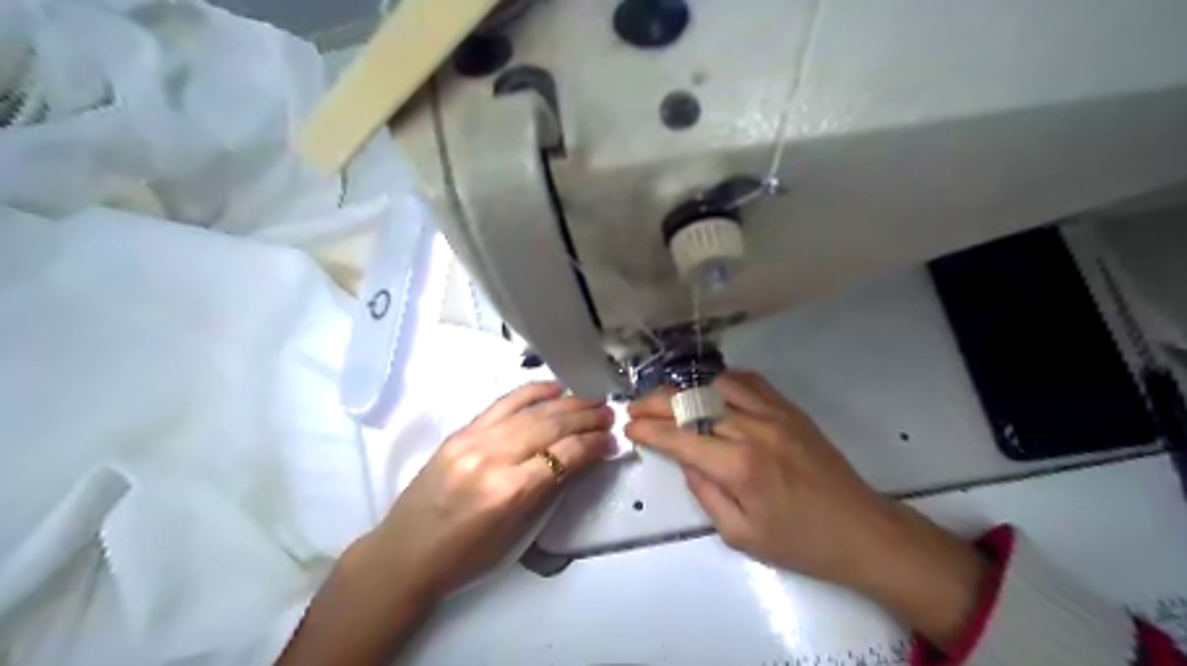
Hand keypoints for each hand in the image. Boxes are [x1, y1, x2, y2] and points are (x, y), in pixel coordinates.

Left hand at [276, 386, 611, 665]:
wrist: (405, 554)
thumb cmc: (465, 557)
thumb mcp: (516, 533)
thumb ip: (550, 490)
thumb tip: (582, 458)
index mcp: (508, 492)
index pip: (564, 456)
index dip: (593, 444)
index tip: (611, 440)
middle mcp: (492, 458)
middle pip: (549, 427)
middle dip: (585, 417)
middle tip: (609, 414)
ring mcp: (473, 440)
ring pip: (530, 411)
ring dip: (566, 403)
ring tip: (591, 400)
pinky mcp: (460, 431)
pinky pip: (502, 404)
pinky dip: (531, 392)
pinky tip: (553, 388)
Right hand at [625, 372, 987, 652]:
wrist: (860, 529)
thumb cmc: (798, 542)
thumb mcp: (740, 534)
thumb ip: (704, 492)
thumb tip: (685, 459)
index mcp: (738, 467)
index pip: (680, 438)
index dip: (649, 430)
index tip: (630, 427)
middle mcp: (753, 430)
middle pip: (693, 405)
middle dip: (656, 403)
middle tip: (636, 407)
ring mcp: (774, 414)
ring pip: (717, 385)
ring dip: (687, 390)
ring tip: (671, 401)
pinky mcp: (790, 409)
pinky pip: (750, 382)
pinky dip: (722, 382)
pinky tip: (711, 392)